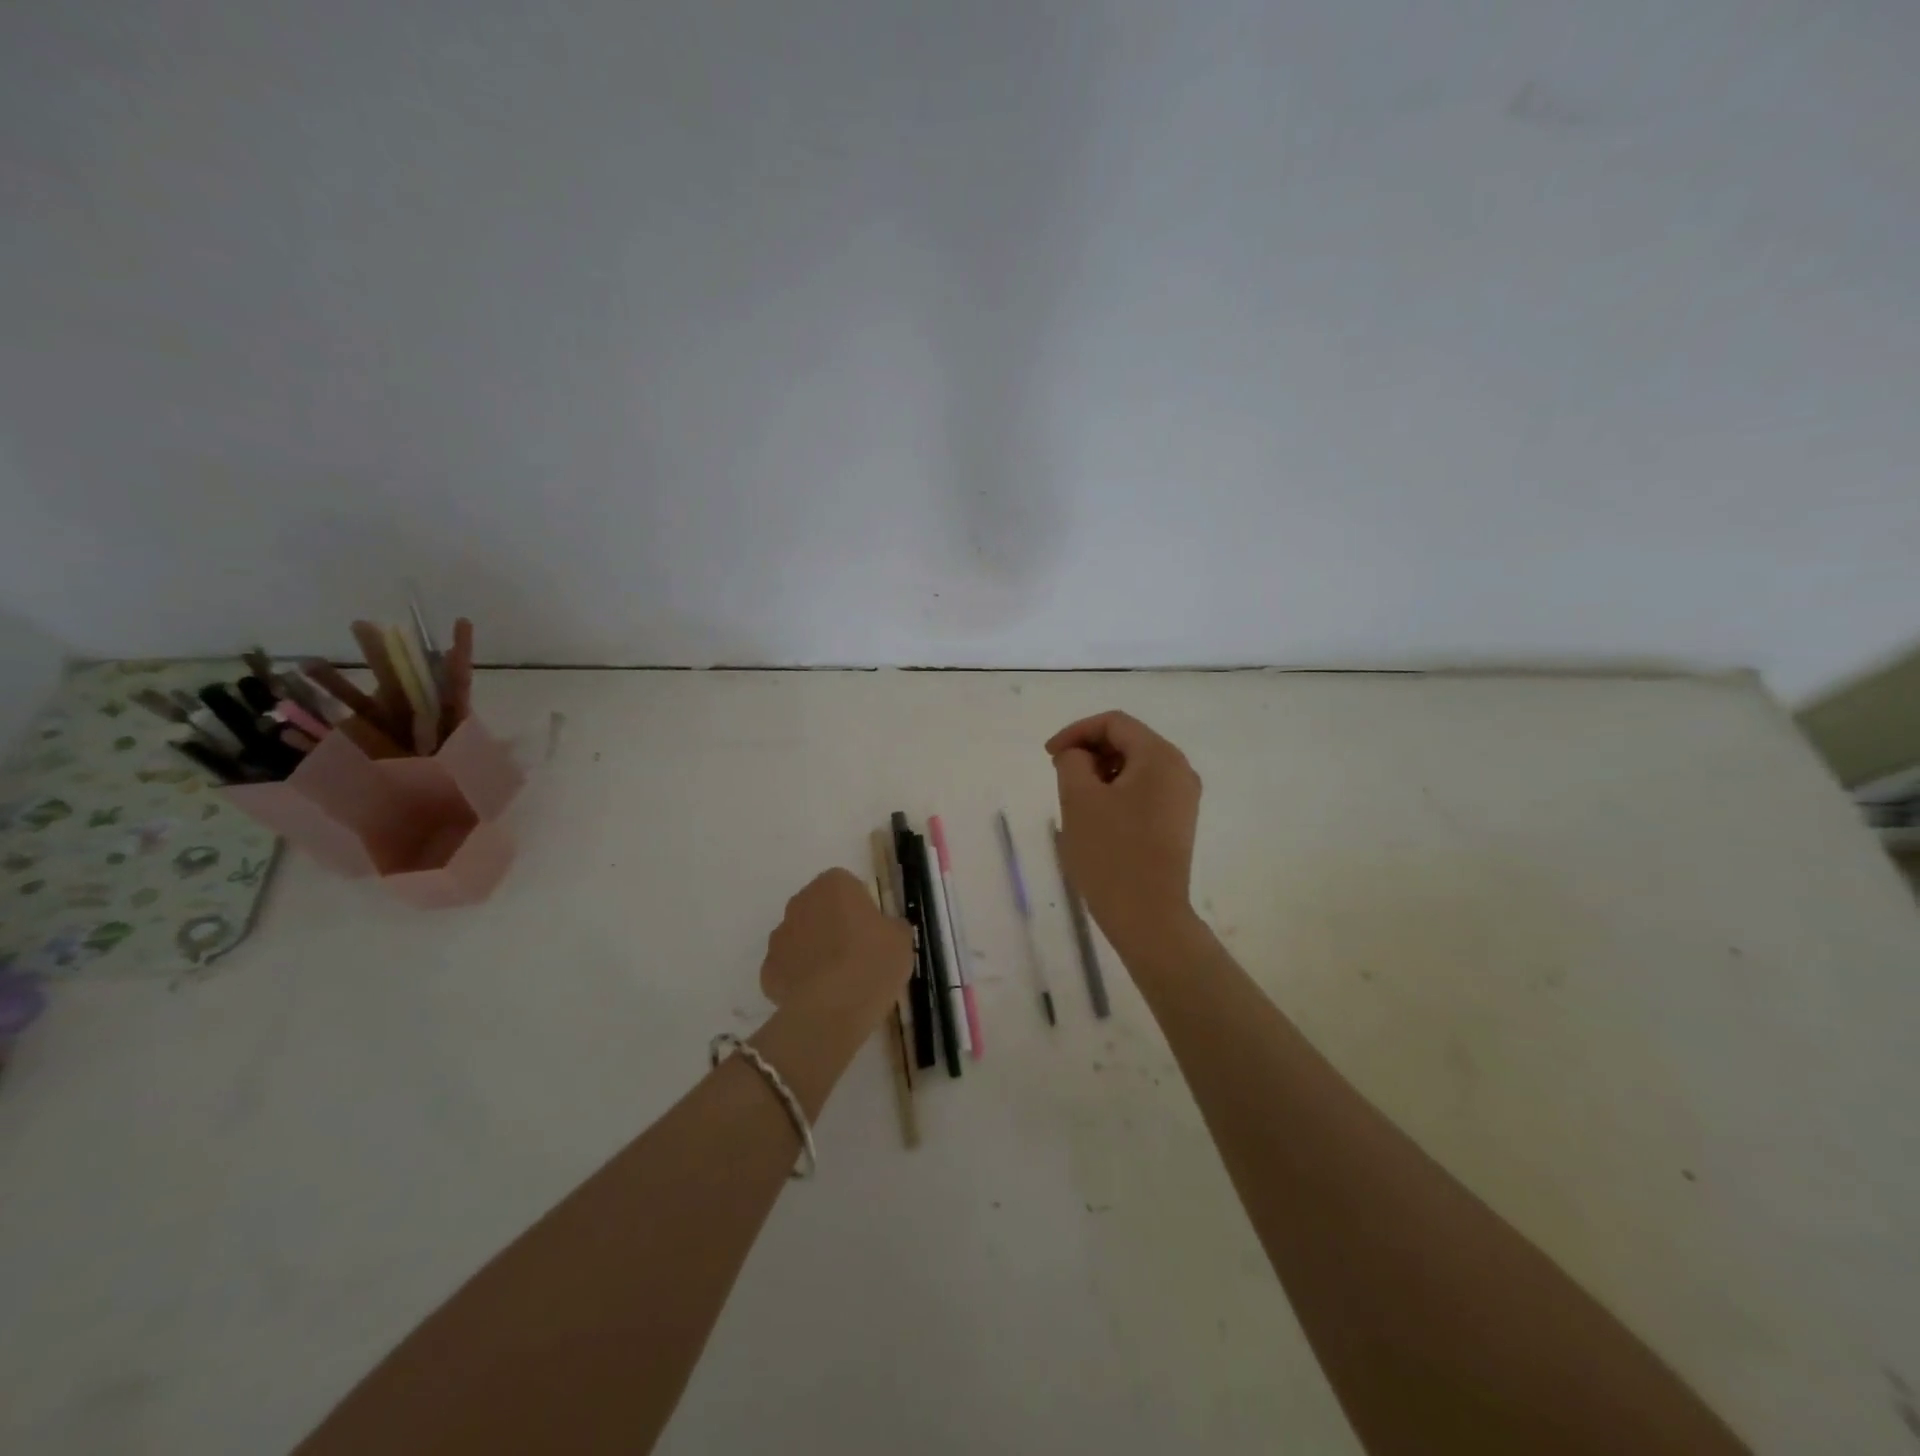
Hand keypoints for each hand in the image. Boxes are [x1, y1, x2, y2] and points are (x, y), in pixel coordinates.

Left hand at [760, 869, 911, 1025]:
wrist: (833, 1008)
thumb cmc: (872, 961)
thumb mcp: (901, 939)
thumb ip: (891, 926)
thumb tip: (885, 930)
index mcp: (833, 884)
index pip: (848, 887)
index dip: (861, 909)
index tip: (873, 932)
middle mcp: (800, 902)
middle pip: (819, 909)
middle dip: (833, 926)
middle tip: (857, 954)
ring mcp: (779, 936)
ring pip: (800, 938)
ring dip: (814, 951)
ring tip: (839, 980)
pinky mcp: (767, 971)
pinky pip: (788, 968)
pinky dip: (800, 979)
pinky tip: (820, 997)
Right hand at [1047, 711, 1202, 955]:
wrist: (1148, 916)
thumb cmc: (1111, 853)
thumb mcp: (1078, 799)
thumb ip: (1072, 761)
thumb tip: (1079, 756)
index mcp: (1160, 756)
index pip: (1114, 723)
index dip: (1076, 731)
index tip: (1049, 755)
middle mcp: (1180, 770)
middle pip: (1128, 741)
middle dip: (1090, 751)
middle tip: (1059, 775)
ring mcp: (1183, 798)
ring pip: (1136, 767)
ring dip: (1102, 772)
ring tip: (1075, 798)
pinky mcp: (1178, 822)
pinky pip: (1145, 790)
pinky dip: (1117, 791)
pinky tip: (1097, 816)